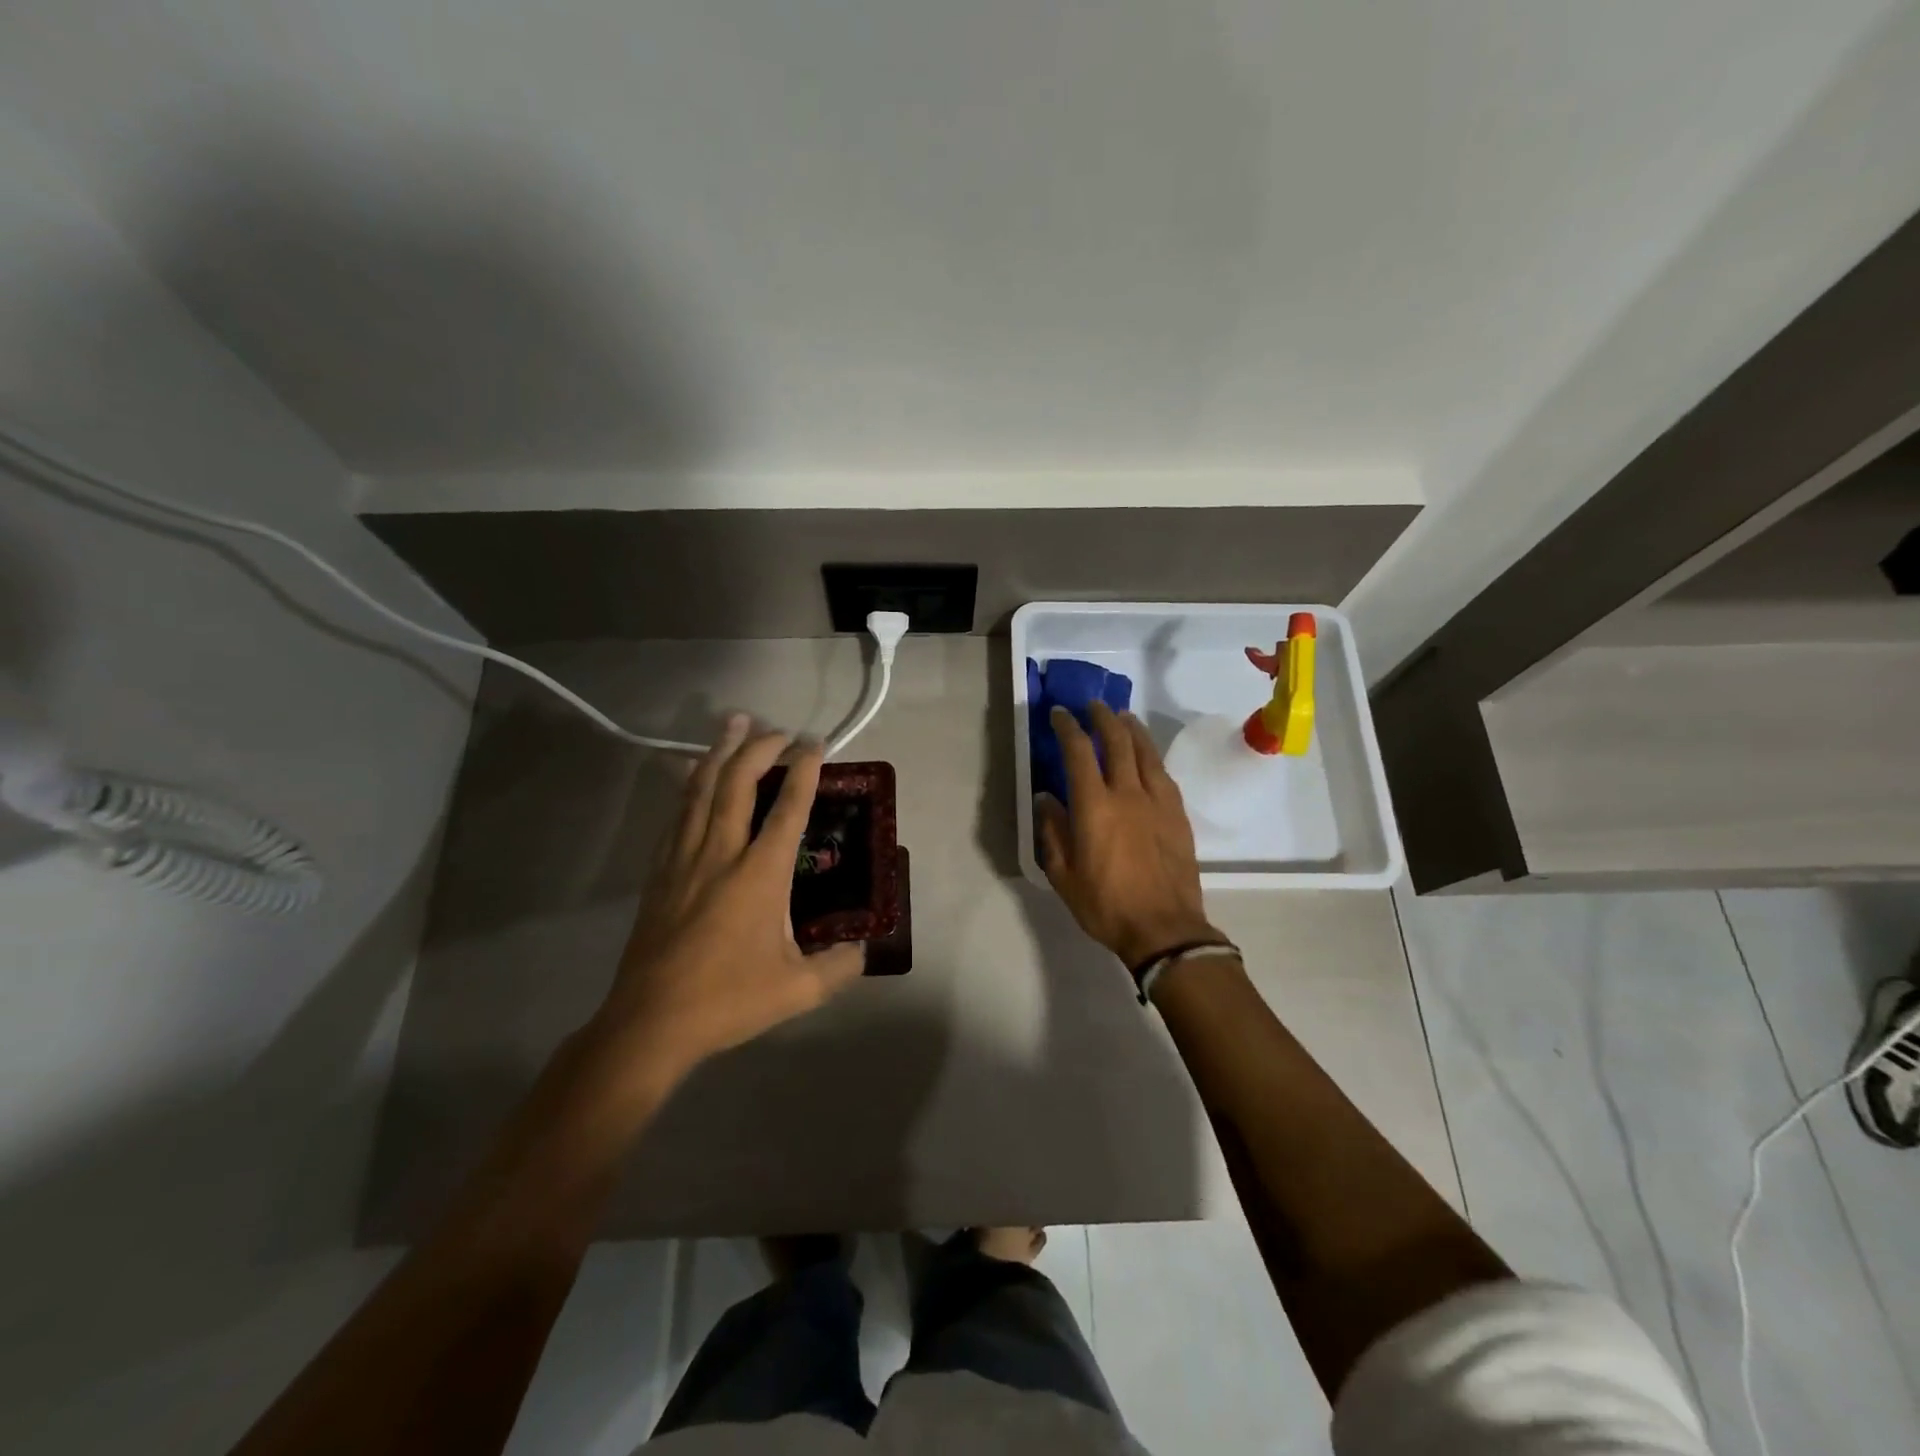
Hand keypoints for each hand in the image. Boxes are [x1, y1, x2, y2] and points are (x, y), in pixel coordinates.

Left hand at [596, 715, 865, 1081]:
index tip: (815, 742)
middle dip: (761, 747)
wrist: (650, 1022)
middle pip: (739, 782)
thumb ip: (839, 967)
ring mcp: (685, 858)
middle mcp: (721, 852)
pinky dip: (689, 783)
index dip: (804, 770)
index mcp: (759, 875)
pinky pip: (677, 812)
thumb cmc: (728, 1000)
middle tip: (779, 729)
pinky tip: (691, 769)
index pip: (788, 808)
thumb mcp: (799, 990)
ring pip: (702, 788)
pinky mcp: (660, 870)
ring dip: (721, 750)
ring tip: (734, 721)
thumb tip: (863, 949)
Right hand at [1036, 701, 1222, 967]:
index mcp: (1094, 806)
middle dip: (1103, 717)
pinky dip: (1151, 757)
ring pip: (1146, 752)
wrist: (1164, 929)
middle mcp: (1128, 793)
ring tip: (1123, 717)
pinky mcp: (1178, 815)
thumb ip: (1052, 832)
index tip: (1059, 714)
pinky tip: (1147, 756)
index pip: (1079, 751)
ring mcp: (1158, 802)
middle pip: (1117, 741)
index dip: (1067, 727)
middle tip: (1093, 706)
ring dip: (1132, 729)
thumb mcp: (1063, 875)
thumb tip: (1046, 798)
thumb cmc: (1105, 905)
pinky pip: (1164, 774)